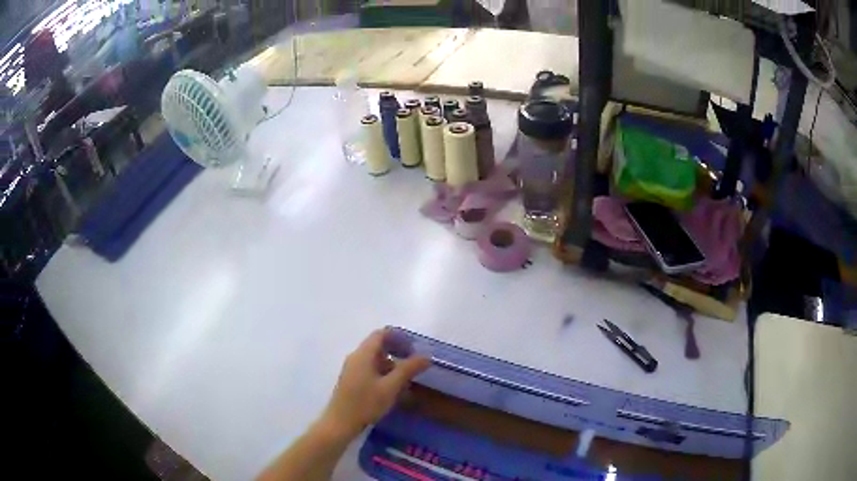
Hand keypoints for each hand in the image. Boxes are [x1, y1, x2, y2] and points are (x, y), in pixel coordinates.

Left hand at [320, 329, 430, 439]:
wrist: (340, 423)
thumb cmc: (365, 403)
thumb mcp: (390, 387)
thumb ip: (408, 369)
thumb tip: (426, 356)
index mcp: (363, 354)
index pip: (381, 334)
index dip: (399, 337)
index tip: (414, 348)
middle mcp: (356, 357)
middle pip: (378, 345)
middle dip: (397, 351)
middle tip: (414, 363)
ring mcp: (352, 369)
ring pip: (374, 359)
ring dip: (391, 364)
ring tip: (407, 379)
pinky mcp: (351, 381)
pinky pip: (370, 369)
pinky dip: (383, 373)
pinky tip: (393, 389)